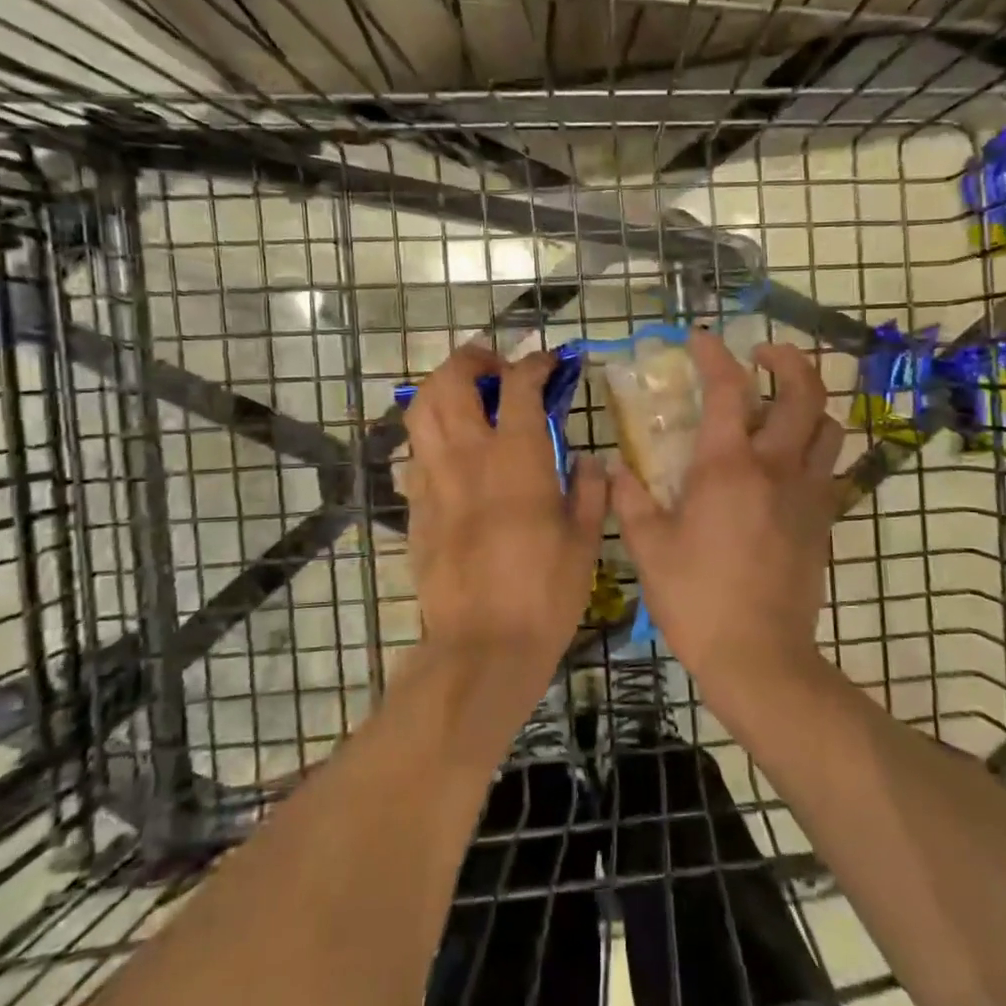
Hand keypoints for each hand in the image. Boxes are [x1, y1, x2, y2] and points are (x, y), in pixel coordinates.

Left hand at [403, 344, 606, 666]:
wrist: (483, 645)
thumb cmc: (545, 593)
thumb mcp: (585, 540)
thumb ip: (590, 491)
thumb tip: (588, 461)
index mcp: (517, 458)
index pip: (518, 385)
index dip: (534, 363)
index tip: (548, 364)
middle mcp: (468, 456)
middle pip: (451, 380)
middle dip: (472, 359)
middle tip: (494, 368)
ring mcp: (433, 479)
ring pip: (421, 410)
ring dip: (442, 389)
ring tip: (466, 398)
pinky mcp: (415, 508)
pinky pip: (415, 454)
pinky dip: (432, 437)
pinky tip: (453, 454)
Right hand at [611, 332, 842, 691]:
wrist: (759, 656)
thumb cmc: (696, 599)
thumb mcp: (649, 548)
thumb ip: (631, 499)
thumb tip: (615, 467)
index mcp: (727, 467)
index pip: (728, 389)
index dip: (714, 355)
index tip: (699, 339)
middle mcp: (776, 467)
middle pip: (804, 392)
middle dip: (786, 360)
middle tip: (761, 356)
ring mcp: (808, 493)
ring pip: (828, 426)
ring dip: (809, 402)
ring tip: (781, 405)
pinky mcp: (823, 520)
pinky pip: (830, 468)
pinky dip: (814, 448)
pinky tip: (786, 463)